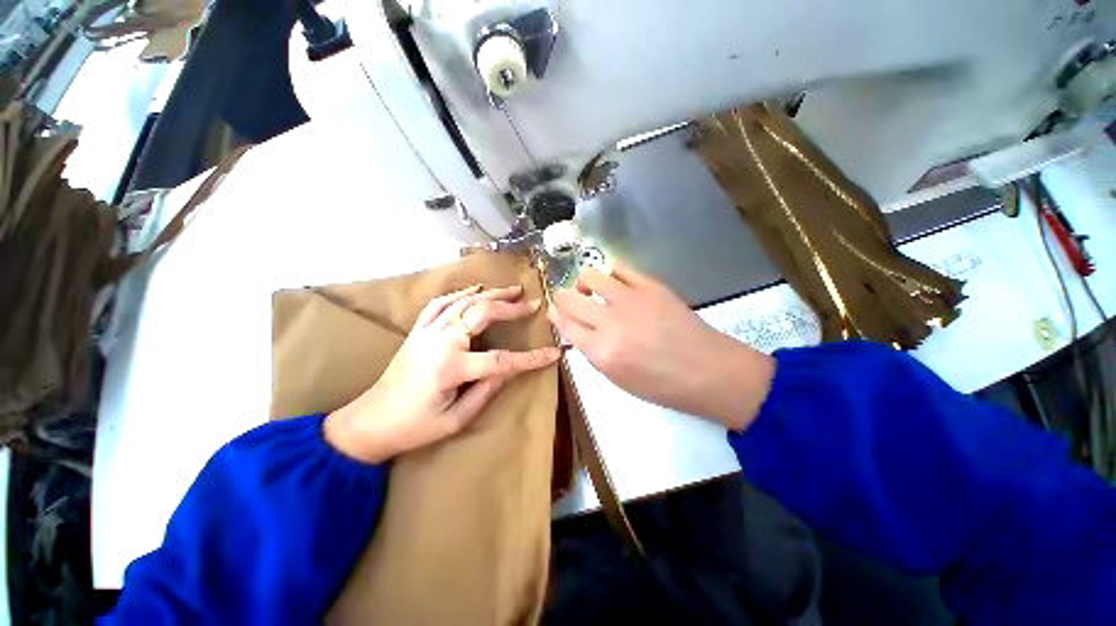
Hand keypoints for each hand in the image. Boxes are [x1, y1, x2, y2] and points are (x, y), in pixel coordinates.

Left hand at [325, 284, 560, 463]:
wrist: (370, 422)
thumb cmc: (414, 428)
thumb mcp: (456, 419)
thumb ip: (487, 390)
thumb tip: (510, 368)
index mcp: (451, 367)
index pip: (501, 359)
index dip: (530, 358)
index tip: (553, 353)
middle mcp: (440, 342)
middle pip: (481, 313)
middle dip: (510, 307)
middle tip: (531, 303)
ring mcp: (427, 332)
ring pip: (463, 302)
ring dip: (490, 293)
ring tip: (511, 289)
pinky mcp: (418, 330)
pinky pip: (440, 304)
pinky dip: (460, 293)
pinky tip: (474, 289)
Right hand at [547, 263, 774, 430]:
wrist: (708, 370)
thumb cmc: (662, 385)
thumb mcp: (618, 379)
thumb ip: (593, 352)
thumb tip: (577, 329)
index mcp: (601, 352)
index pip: (564, 323)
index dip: (555, 315)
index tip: (555, 311)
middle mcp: (610, 322)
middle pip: (569, 297)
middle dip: (563, 297)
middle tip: (570, 300)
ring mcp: (631, 299)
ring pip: (590, 275)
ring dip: (585, 282)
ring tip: (593, 290)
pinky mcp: (651, 285)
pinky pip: (620, 268)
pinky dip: (612, 275)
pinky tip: (617, 284)